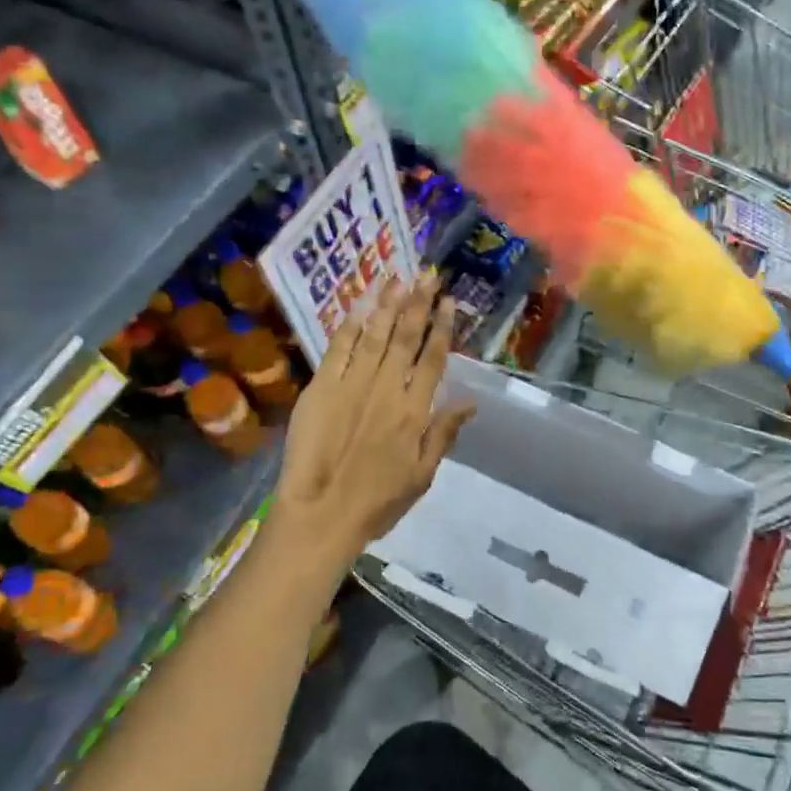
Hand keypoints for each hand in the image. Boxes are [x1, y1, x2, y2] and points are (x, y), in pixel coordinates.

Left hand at [275, 275, 475, 559]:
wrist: (321, 514)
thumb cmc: (378, 501)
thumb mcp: (422, 475)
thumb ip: (443, 434)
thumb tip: (470, 402)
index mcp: (413, 411)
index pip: (432, 359)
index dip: (441, 327)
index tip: (448, 301)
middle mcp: (385, 389)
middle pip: (405, 338)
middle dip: (418, 304)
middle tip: (427, 276)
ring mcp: (351, 385)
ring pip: (374, 336)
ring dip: (387, 305)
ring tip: (398, 278)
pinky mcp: (320, 389)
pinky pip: (338, 350)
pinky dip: (350, 326)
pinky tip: (360, 305)